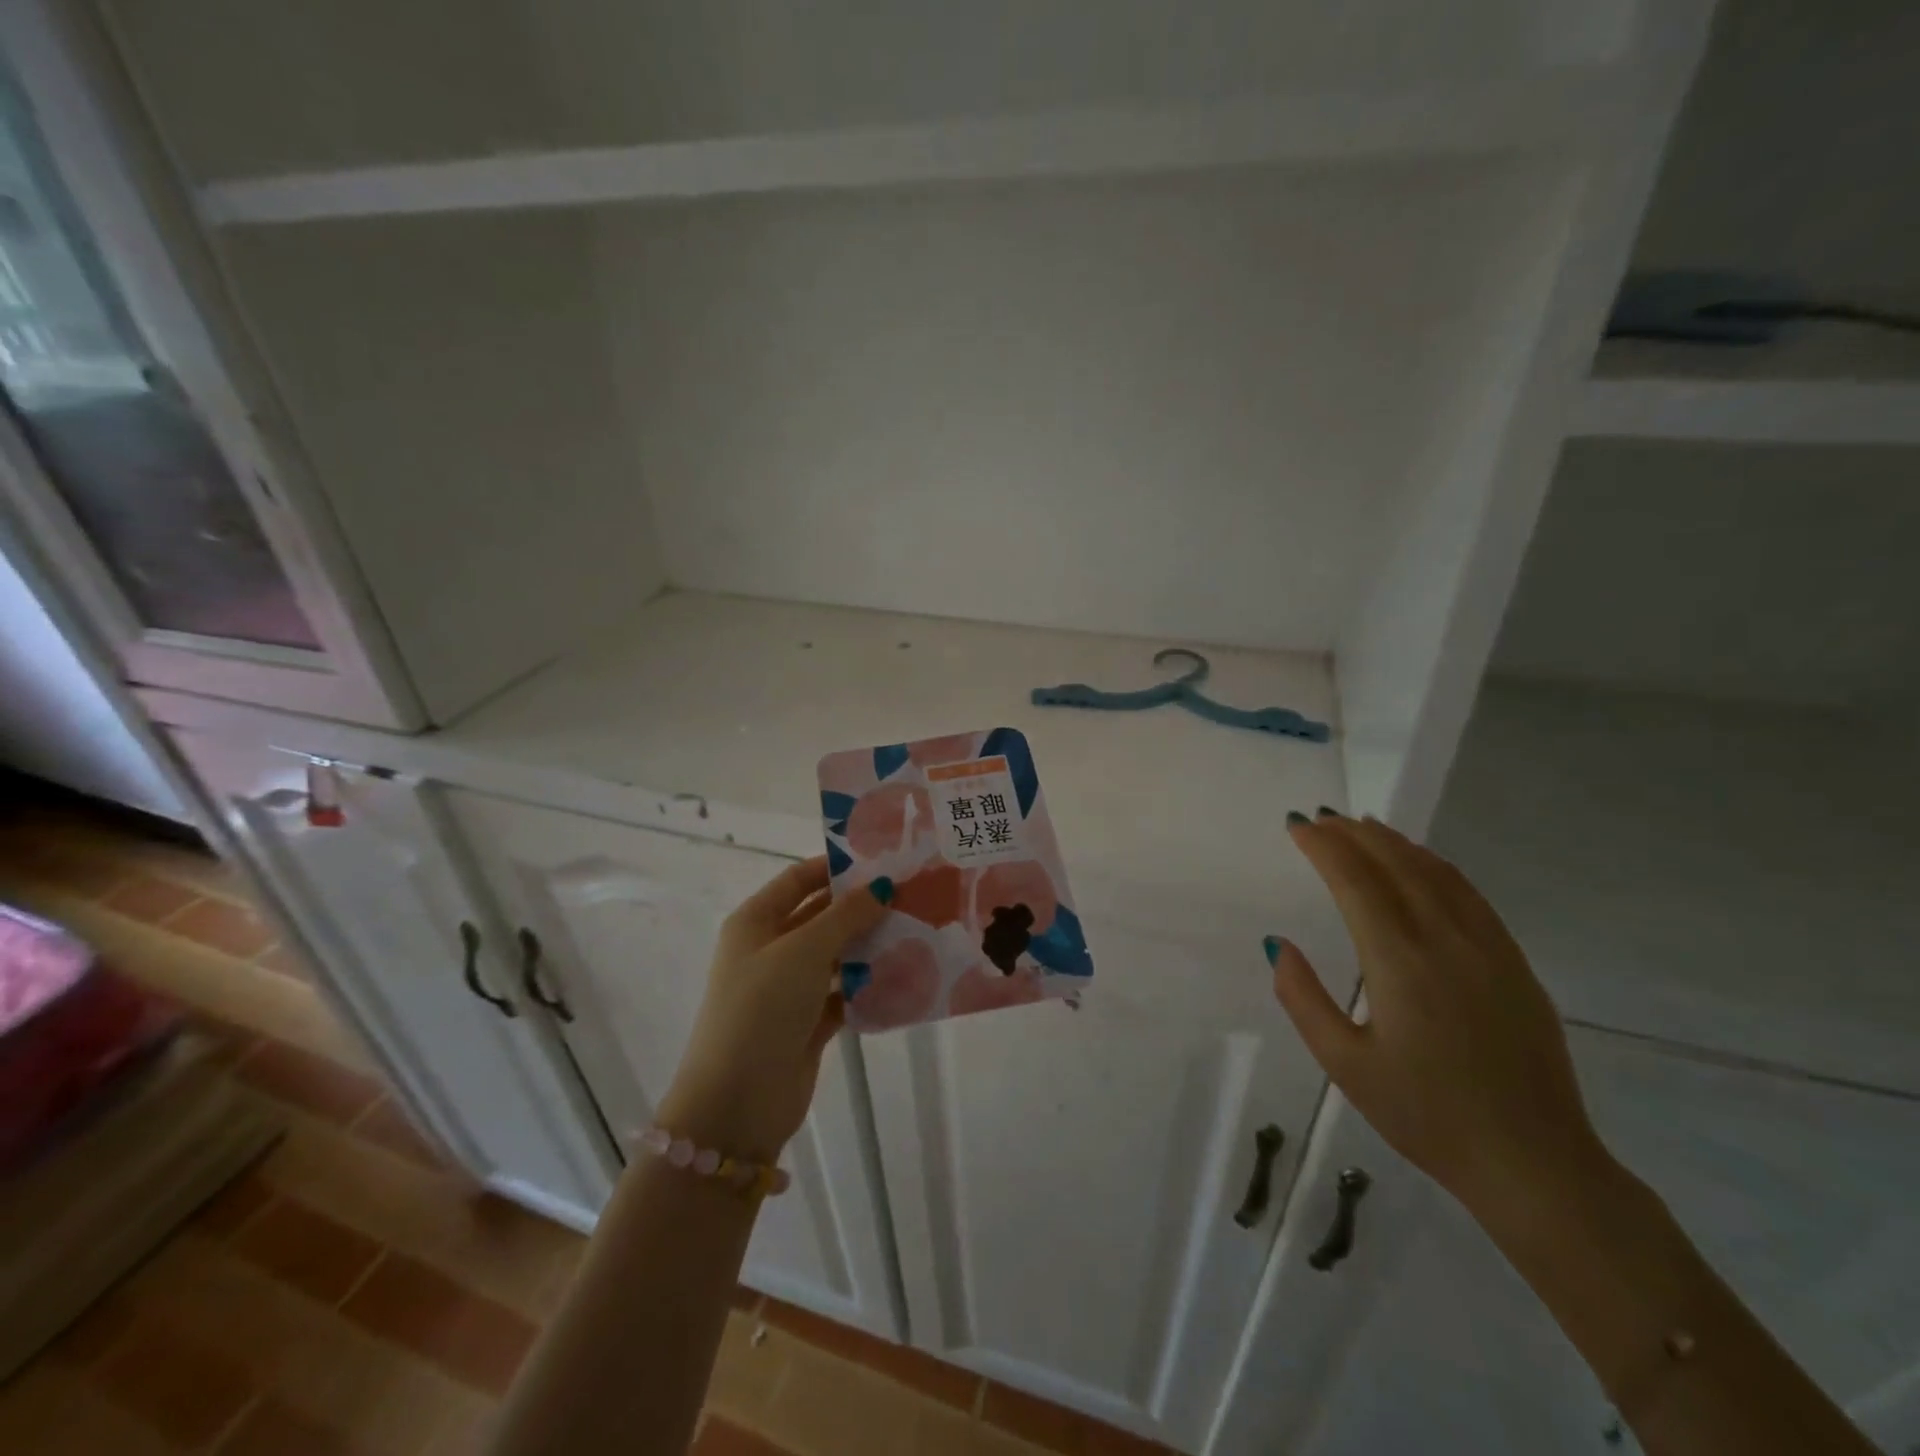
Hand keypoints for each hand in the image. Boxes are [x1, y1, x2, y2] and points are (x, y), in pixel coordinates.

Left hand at [656, 857, 889, 1163]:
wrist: (737, 1102)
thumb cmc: (763, 1008)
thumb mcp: (804, 950)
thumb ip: (846, 915)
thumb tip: (882, 886)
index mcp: (756, 922)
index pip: (799, 879)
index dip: (836, 868)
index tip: (883, 862)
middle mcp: (770, 949)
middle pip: (821, 916)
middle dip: (861, 907)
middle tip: (911, 896)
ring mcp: (788, 988)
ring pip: (835, 955)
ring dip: (869, 946)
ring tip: (917, 931)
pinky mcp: (807, 1022)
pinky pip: (844, 993)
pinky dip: (868, 986)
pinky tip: (905, 977)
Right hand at [1266, 811, 1609, 1214]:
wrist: (1534, 1163)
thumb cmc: (1426, 1115)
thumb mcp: (1344, 1064)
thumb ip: (1302, 998)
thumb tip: (1276, 943)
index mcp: (1399, 961)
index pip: (1354, 880)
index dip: (1323, 846)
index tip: (1297, 825)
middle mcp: (1445, 940)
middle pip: (1396, 864)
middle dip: (1354, 834)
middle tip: (1322, 817)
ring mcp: (1488, 948)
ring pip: (1436, 873)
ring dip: (1395, 843)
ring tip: (1364, 826)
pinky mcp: (1514, 963)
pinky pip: (1469, 895)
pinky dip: (1436, 866)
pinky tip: (1422, 864)